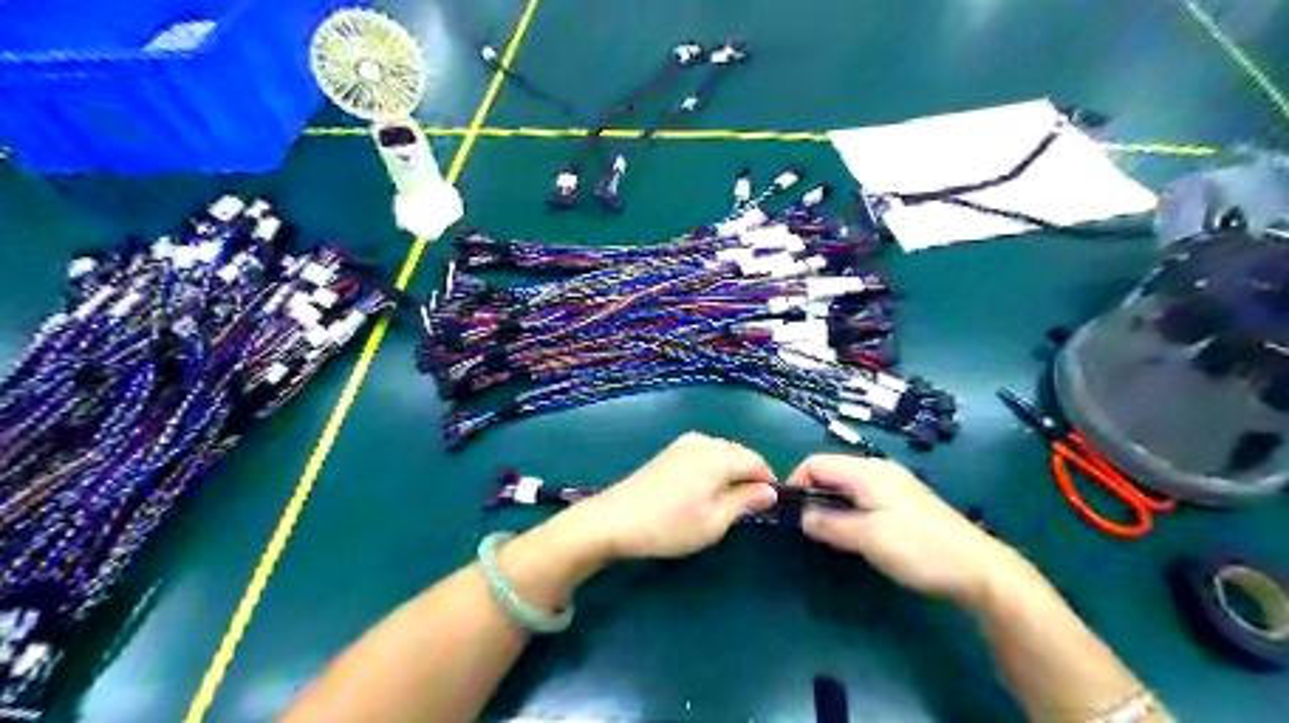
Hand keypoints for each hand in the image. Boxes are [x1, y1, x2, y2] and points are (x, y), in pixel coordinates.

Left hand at [564, 432, 779, 562]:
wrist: (614, 520)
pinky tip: (701, 494)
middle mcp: (704, 440)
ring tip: (723, 504)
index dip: (768, 483)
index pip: (757, 462)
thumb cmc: (671, 525)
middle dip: (748, 477)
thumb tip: (771, 491)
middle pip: (739, 454)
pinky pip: (703, 456)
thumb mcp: (716, 521)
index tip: (770, 508)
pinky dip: (711, 471)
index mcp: (720, 454)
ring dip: (729, 474)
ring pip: (720, 455)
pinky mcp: (669, 452)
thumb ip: (746, 501)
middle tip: (747, 510)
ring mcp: (683, 443)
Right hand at [793, 458, 1032, 610]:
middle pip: (830, 471)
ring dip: (829, 504)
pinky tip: (853, 533)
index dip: (796, 482)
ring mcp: (892, 485)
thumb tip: (799, 515)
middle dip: (811, 494)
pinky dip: (847, 509)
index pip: (816, 463)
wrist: (979, 570)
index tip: (787, 512)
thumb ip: (829, 524)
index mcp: (867, 472)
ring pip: (845, 486)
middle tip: (803, 526)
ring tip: (825, 533)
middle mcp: (877, 470)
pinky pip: (861, 497)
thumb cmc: (920, 549)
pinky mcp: (902, 502)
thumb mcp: (868, 538)